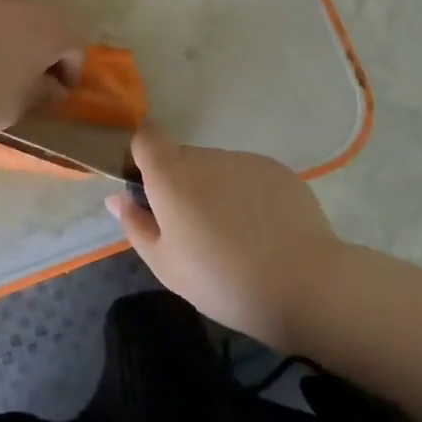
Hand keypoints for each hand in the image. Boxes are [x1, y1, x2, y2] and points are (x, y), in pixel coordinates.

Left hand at [0, 0, 83, 148]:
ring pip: (4, 10)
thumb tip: (51, 83)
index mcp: (43, 28)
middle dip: (42, 44)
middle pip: (41, 18)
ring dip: (8, 33)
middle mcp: (14, 2)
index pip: (72, 41)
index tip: (60, 91)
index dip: (71, 67)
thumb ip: (43, 90)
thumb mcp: (18, 108)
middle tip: (31, 74)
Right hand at [108, 128, 343, 348]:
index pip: (146, 137)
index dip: (142, 157)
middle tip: (192, 230)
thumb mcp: (165, 265)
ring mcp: (245, 160)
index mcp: (172, 175)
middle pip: (182, 157)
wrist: (305, 284)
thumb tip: (117, 199)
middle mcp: (206, 156)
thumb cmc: (222, 280)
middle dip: (179, 183)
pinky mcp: (278, 170)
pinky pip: (248, 176)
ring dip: (214, 190)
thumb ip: (136, 225)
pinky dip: (246, 195)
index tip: (148, 191)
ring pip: (216, 168)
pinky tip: (262, 231)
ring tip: (233, 236)